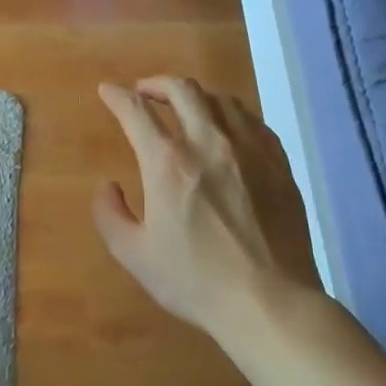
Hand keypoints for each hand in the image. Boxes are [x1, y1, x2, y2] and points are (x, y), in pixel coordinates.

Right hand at [94, 77, 321, 343]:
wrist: (269, 301)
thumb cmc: (195, 280)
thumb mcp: (133, 255)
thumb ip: (109, 214)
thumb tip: (108, 186)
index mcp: (168, 163)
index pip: (136, 111)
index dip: (117, 96)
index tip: (107, 91)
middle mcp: (209, 143)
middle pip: (183, 90)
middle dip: (157, 83)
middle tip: (144, 92)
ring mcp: (250, 150)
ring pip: (221, 100)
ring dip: (195, 96)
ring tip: (185, 108)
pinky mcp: (279, 164)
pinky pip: (253, 122)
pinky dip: (231, 115)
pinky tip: (227, 129)